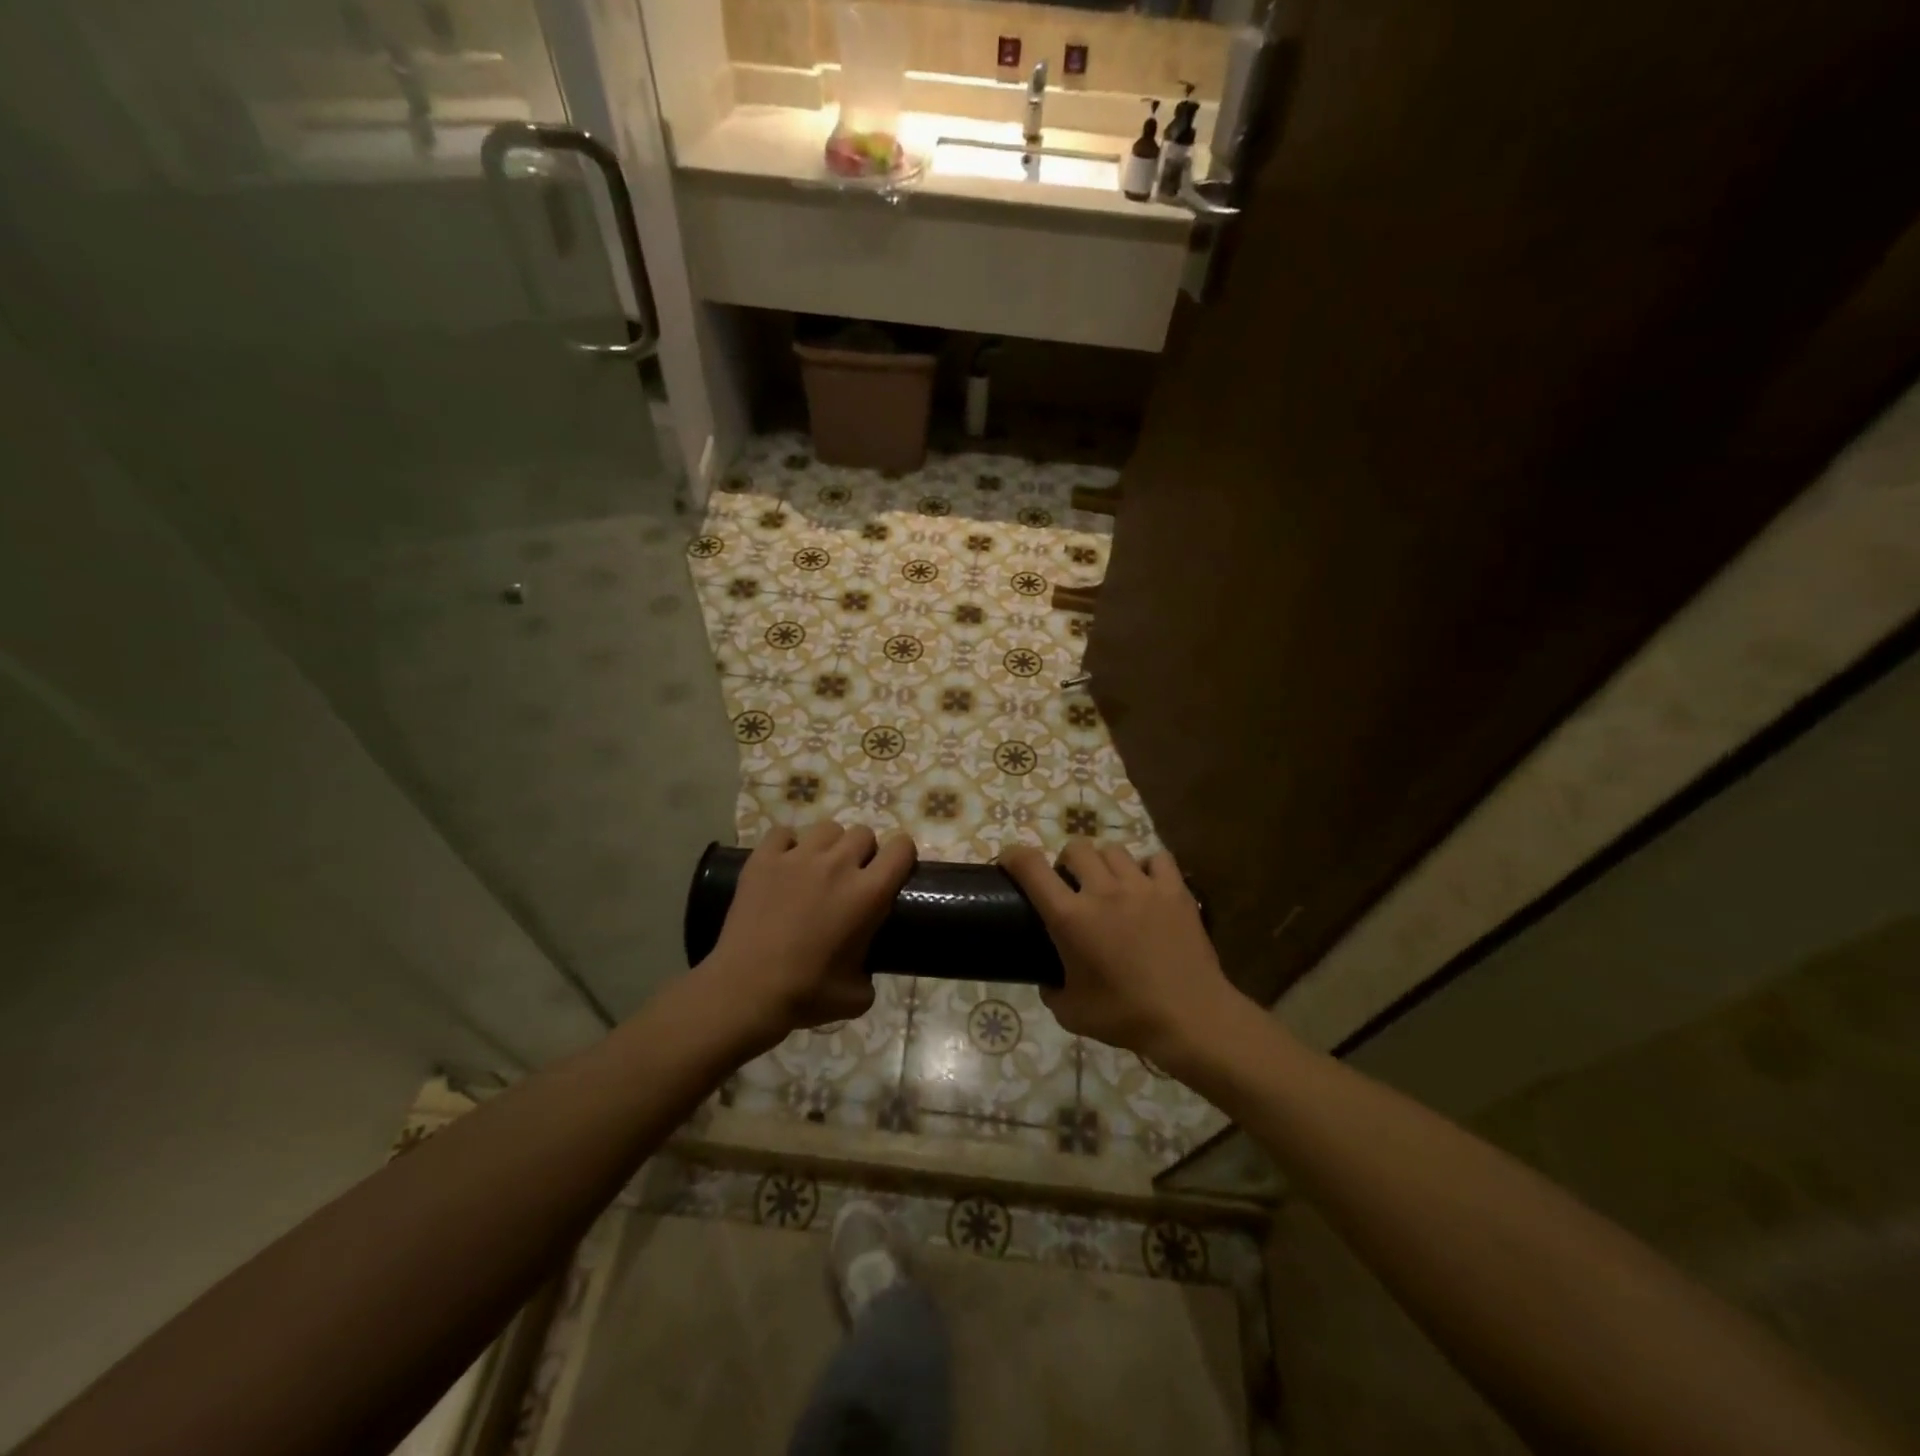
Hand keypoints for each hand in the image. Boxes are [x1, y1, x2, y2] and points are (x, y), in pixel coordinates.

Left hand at [702, 823, 915, 1048]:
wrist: (746, 991)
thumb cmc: (807, 994)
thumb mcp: (859, 995)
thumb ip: (871, 969)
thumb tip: (865, 965)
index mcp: (868, 893)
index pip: (901, 848)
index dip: (902, 856)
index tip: (894, 871)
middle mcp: (838, 865)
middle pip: (863, 833)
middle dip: (863, 852)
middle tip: (852, 877)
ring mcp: (798, 857)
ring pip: (827, 828)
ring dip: (829, 845)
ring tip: (818, 868)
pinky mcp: (763, 859)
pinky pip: (782, 833)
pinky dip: (787, 845)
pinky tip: (784, 865)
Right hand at [999, 840, 1243, 1070]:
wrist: (1190, 1018)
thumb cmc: (1125, 1017)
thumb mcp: (1070, 1013)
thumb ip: (1051, 989)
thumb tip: (1049, 978)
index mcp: (1070, 918)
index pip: (1031, 867)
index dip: (1013, 856)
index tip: (1009, 862)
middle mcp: (1103, 891)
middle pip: (1075, 848)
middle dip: (1066, 863)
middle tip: (1071, 887)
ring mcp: (1142, 886)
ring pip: (1113, 850)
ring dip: (1103, 863)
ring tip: (1110, 885)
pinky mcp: (1175, 890)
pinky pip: (1157, 858)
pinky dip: (1147, 866)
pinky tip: (1147, 885)